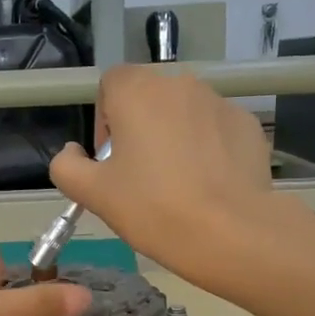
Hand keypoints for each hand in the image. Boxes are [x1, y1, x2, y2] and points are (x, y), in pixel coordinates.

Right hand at [50, 65, 277, 286]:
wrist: (229, 232)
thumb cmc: (152, 207)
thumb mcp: (92, 194)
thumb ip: (66, 166)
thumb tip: (72, 152)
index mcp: (138, 91)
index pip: (111, 83)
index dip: (104, 119)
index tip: (110, 160)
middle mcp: (180, 83)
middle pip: (149, 98)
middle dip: (140, 129)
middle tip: (140, 176)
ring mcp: (219, 102)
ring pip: (184, 114)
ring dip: (174, 137)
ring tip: (177, 185)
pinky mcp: (247, 125)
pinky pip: (216, 130)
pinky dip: (208, 149)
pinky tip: (208, 186)